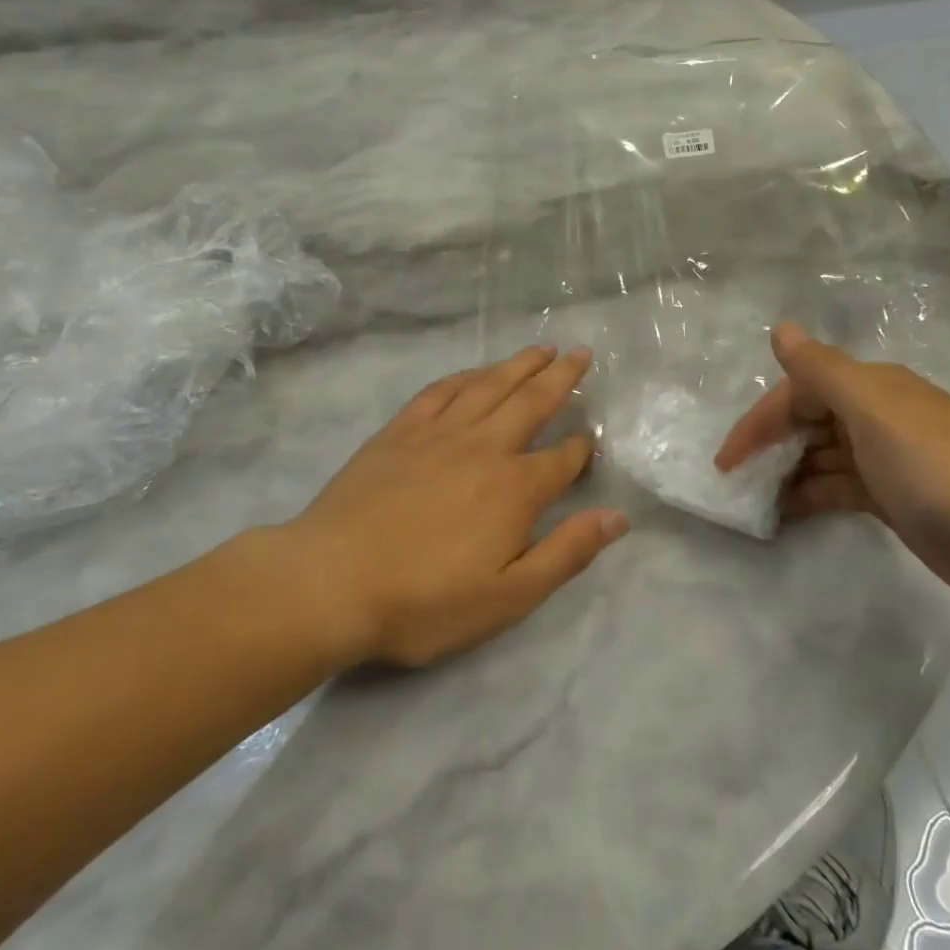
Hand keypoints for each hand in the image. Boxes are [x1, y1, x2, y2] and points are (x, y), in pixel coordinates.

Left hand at [287, 345, 627, 667]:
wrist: (331, 581)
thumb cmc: (425, 600)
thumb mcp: (509, 597)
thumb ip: (566, 553)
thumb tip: (618, 518)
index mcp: (515, 488)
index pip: (562, 459)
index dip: (582, 448)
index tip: (592, 438)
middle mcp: (484, 447)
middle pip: (532, 402)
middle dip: (561, 378)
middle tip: (582, 353)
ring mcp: (438, 433)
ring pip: (489, 386)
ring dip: (519, 364)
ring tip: (542, 348)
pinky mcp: (399, 431)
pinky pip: (440, 391)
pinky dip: (464, 376)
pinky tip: (474, 372)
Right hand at [714, 322, 949, 614]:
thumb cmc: (931, 468)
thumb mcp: (871, 410)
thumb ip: (821, 370)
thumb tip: (781, 328)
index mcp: (872, 388)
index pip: (800, 391)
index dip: (761, 420)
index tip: (727, 460)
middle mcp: (876, 415)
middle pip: (808, 421)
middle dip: (769, 445)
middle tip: (736, 480)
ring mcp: (885, 458)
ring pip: (820, 455)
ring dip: (786, 472)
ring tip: (752, 501)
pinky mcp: (891, 496)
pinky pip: (836, 486)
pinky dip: (809, 495)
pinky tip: (785, 513)